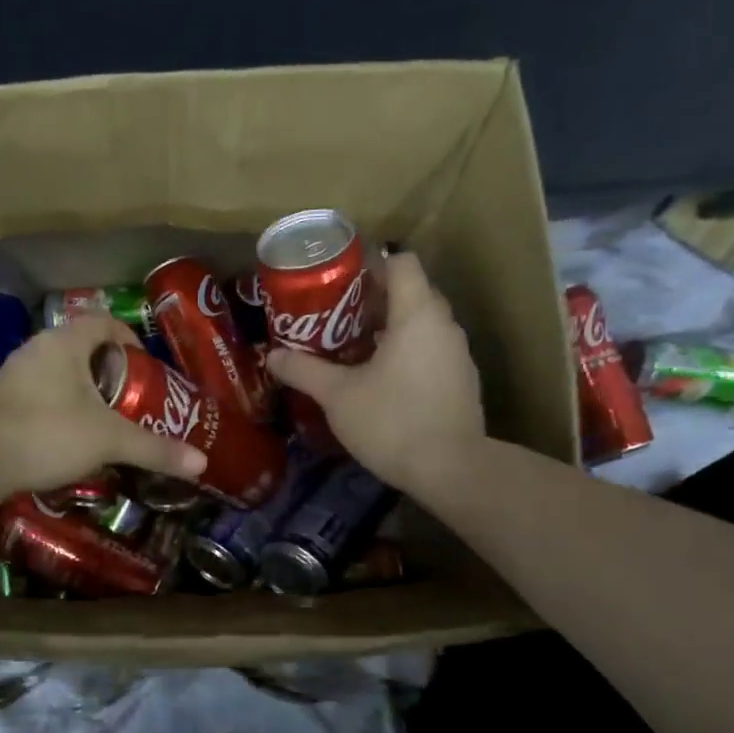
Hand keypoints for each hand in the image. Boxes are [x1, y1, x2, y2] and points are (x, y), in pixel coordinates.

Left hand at [0, 312, 207, 495]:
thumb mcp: (109, 441)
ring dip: (83, 389)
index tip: (145, 368)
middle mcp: (37, 348)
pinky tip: (68, 435)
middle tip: (131, 397)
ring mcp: (14, 373)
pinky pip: (40, 391)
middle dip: (110, 370)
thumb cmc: (49, 434)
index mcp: (65, 342)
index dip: (129, 340)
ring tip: (104, 419)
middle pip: (82, 347)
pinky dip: (59, 404)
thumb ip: (155, 449)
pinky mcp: (0, 399)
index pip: (104, 322)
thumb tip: (201, 464)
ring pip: (59, 371)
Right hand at [265, 252, 484, 494]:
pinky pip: (430, 351)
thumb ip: (304, 371)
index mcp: (417, 314)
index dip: (371, 264)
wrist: (452, 470)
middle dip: (374, 299)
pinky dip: (406, 354)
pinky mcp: (461, 382)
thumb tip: (272, 356)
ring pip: (421, 325)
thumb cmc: (392, 420)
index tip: (340, 281)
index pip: (402, 263)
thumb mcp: (337, 396)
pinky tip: (379, 380)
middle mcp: (444, 325)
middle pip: (411, 293)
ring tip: (351, 348)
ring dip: (389, 329)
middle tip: (335, 317)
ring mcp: (458, 355)